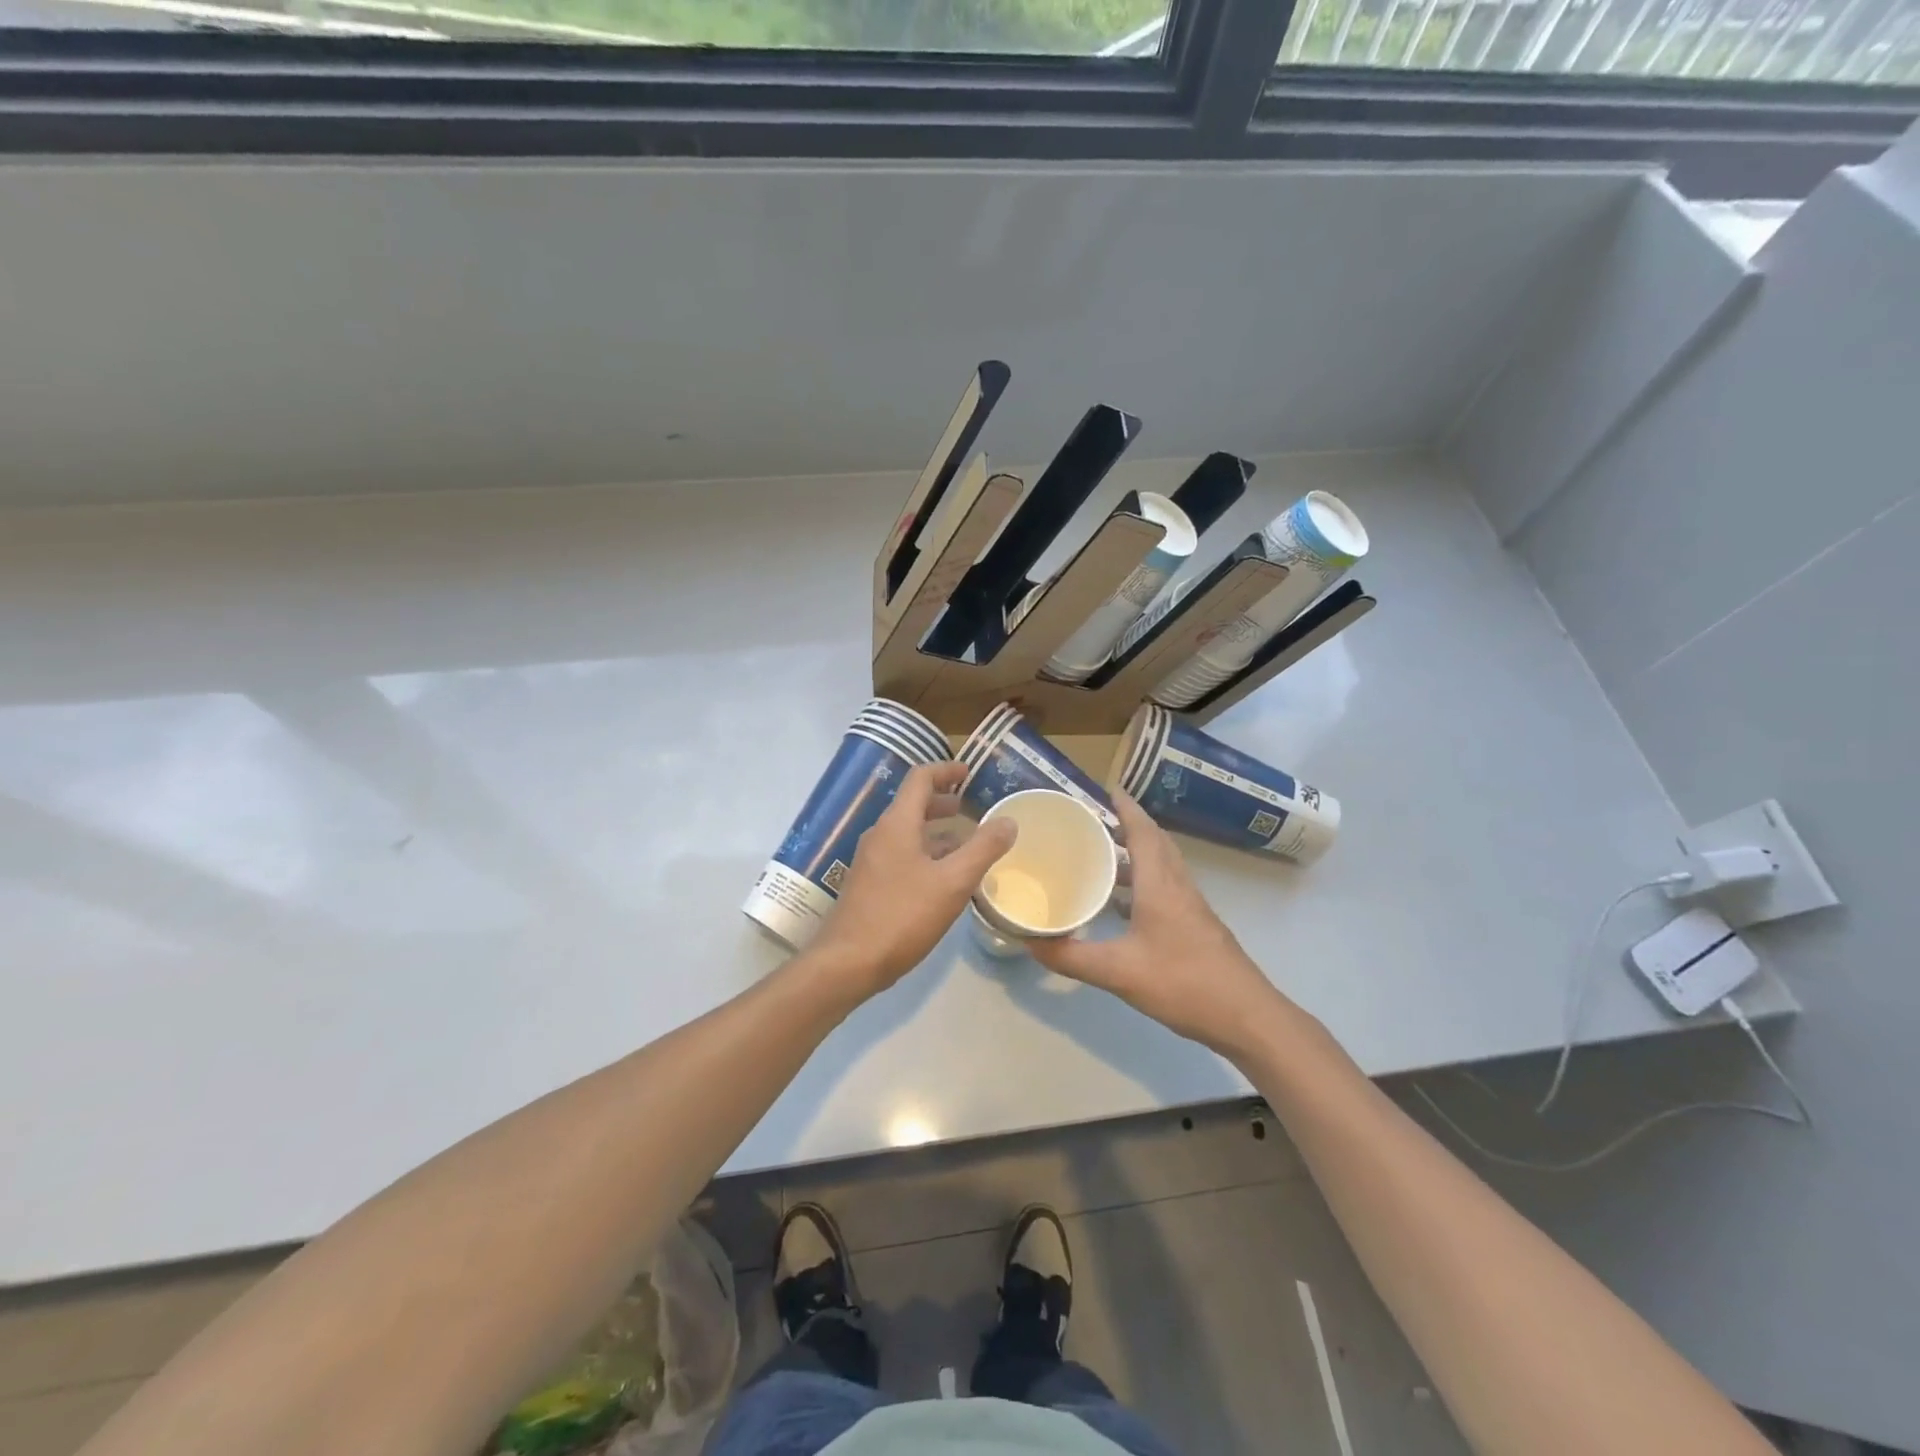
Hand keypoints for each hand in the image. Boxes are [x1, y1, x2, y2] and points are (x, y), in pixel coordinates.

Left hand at [807, 762, 1017, 999]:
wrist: (847, 963)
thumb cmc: (901, 916)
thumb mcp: (952, 882)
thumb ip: (983, 849)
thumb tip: (1008, 820)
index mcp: (896, 824)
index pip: (920, 779)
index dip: (946, 770)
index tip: (969, 772)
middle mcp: (880, 835)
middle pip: (912, 805)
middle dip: (943, 802)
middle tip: (971, 807)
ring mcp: (871, 862)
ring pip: (908, 834)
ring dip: (937, 832)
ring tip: (967, 844)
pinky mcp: (869, 886)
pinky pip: (902, 856)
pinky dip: (926, 855)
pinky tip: (945, 879)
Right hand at [1030, 792, 1285, 1055]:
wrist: (1246, 1016)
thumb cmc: (1183, 983)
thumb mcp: (1118, 972)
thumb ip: (1072, 957)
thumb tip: (1029, 943)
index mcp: (1160, 884)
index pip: (1143, 831)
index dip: (1125, 807)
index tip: (1106, 787)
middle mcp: (1178, 887)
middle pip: (1155, 842)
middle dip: (1128, 824)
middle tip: (1095, 820)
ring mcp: (1191, 907)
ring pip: (1162, 866)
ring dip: (1136, 853)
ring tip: (1102, 855)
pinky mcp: (1196, 926)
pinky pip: (1166, 888)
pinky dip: (1143, 882)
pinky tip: (1122, 905)